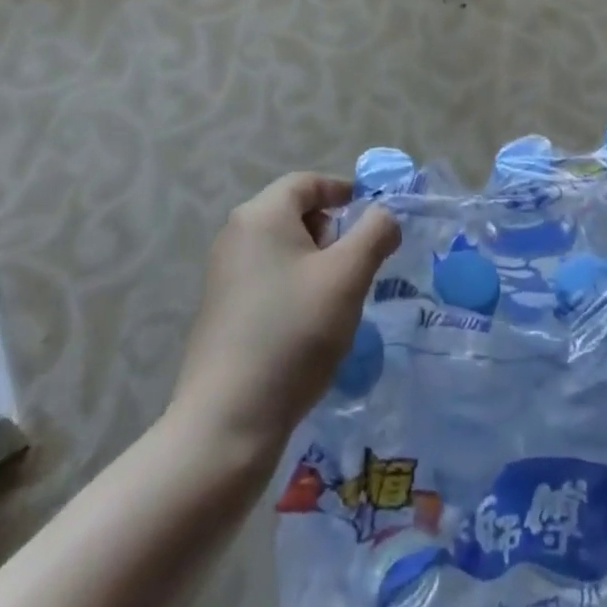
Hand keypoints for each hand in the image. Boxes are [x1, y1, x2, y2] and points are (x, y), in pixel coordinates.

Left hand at [171, 174, 400, 458]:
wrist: (227, 424)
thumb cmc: (293, 333)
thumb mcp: (347, 276)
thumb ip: (374, 233)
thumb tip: (385, 215)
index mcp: (261, 215)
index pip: (308, 183)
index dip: (343, 192)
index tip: (373, 219)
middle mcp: (236, 235)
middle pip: (295, 214)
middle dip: (332, 233)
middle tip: (357, 267)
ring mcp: (224, 275)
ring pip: (283, 250)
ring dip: (316, 265)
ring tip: (338, 302)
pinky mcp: (221, 312)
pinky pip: (268, 280)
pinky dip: (295, 289)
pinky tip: (309, 330)